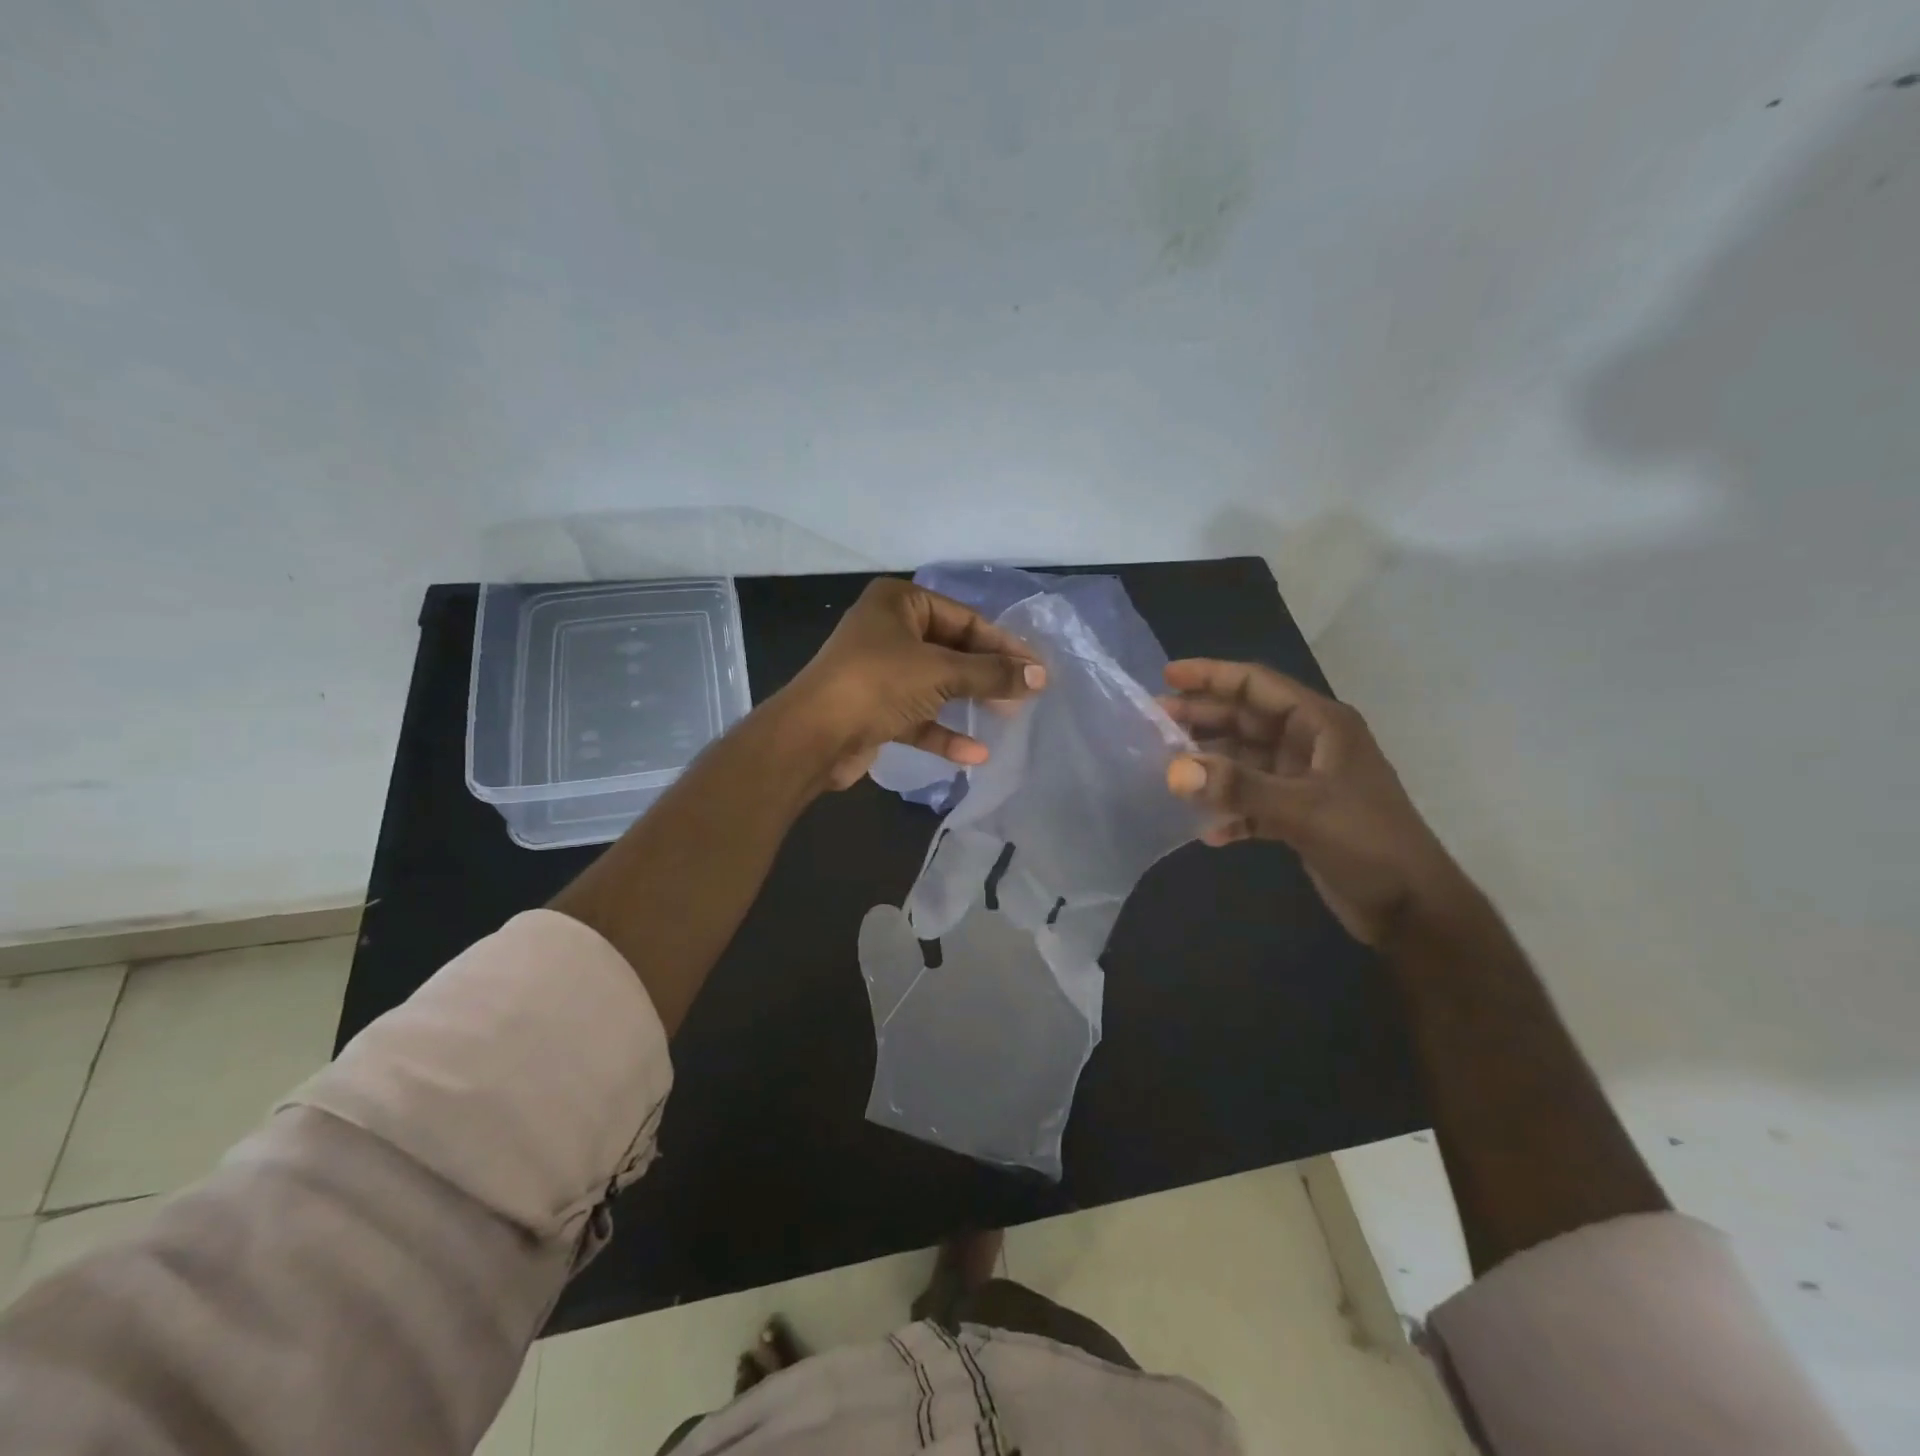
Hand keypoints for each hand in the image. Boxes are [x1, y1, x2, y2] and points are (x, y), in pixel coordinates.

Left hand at [778, 578, 1046, 790]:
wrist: (813, 737)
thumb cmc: (878, 684)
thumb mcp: (940, 672)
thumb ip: (991, 673)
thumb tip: (1040, 676)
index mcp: (898, 603)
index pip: (964, 618)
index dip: (1003, 644)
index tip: (1037, 667)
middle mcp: (888, 631)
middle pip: (952, 650)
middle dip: (987, 674)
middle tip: (1027, 693)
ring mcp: (880, 672)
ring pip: (936, 684)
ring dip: (969, 701)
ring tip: (1009, 717)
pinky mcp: (875, 710)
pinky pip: (918, 716)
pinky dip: (943, 732)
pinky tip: (975, 753)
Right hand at [1160, 659, 1469, 944]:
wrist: (1413, 909)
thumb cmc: (1368, 843)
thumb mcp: (1303, 810)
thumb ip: (1238, 788)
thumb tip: (1174, 770)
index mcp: (1321, 725)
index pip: (1258, 685)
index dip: (1212, 676)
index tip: (1166, 676)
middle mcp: (1310, 744)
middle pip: (1245, 720)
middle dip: (1201, 720)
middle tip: (1152, 724)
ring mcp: (1303, 780)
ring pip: (1245, 760)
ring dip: (1210, 766)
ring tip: (1166, 772)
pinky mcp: (1298, 815)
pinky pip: (1251, 801)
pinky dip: (1229, 811)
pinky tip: (1206, 829)